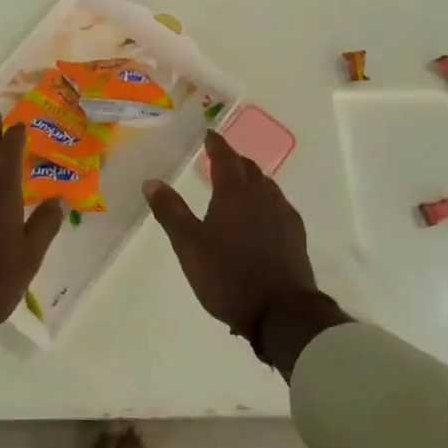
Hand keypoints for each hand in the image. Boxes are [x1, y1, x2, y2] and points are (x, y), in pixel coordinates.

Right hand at [146, 131, 346, 375]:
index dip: (217, 145)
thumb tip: (151, 181)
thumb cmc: (228, 276)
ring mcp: (283, 216)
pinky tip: (263, 216)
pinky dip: (266, 200)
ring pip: (267, 186)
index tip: (209, 134)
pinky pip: (279, 206)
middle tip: (220, 159)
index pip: (226, 158)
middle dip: (234, 160)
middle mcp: (263, 197)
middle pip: (249, 169)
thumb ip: (171, 211)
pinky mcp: (295, 236)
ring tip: (239, 185)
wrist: (281, 312)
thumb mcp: (189, 245)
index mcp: (234, 194)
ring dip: (251, 179)